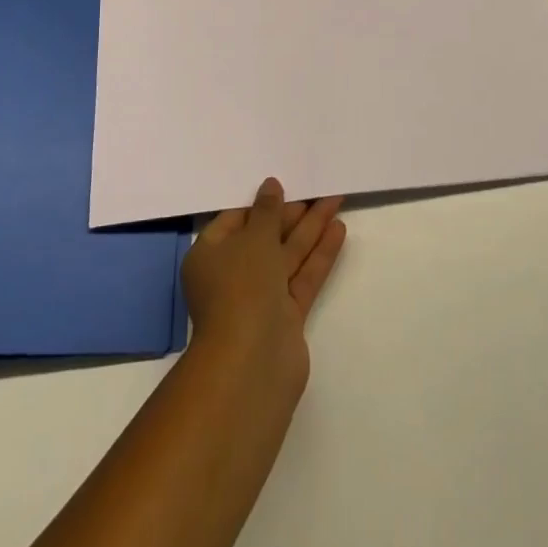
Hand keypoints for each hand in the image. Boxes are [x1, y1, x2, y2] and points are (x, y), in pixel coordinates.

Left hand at [181, 179, 344, 396]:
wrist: (253, 362)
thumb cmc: (242, 287)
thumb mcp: (254, 238)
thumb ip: (267, 211)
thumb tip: (270, 186)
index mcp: (209, 256)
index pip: (235, 221)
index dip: (260, 203)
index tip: (284, 185)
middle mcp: (232, 276)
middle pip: (265, 237)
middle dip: (291, 214)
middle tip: (318, 188)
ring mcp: (260, 298)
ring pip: (288, 256)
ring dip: (311, 230)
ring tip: (335, 200)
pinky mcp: (285, 316)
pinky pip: (303, 277)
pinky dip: (319, 255)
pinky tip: (338, 230)